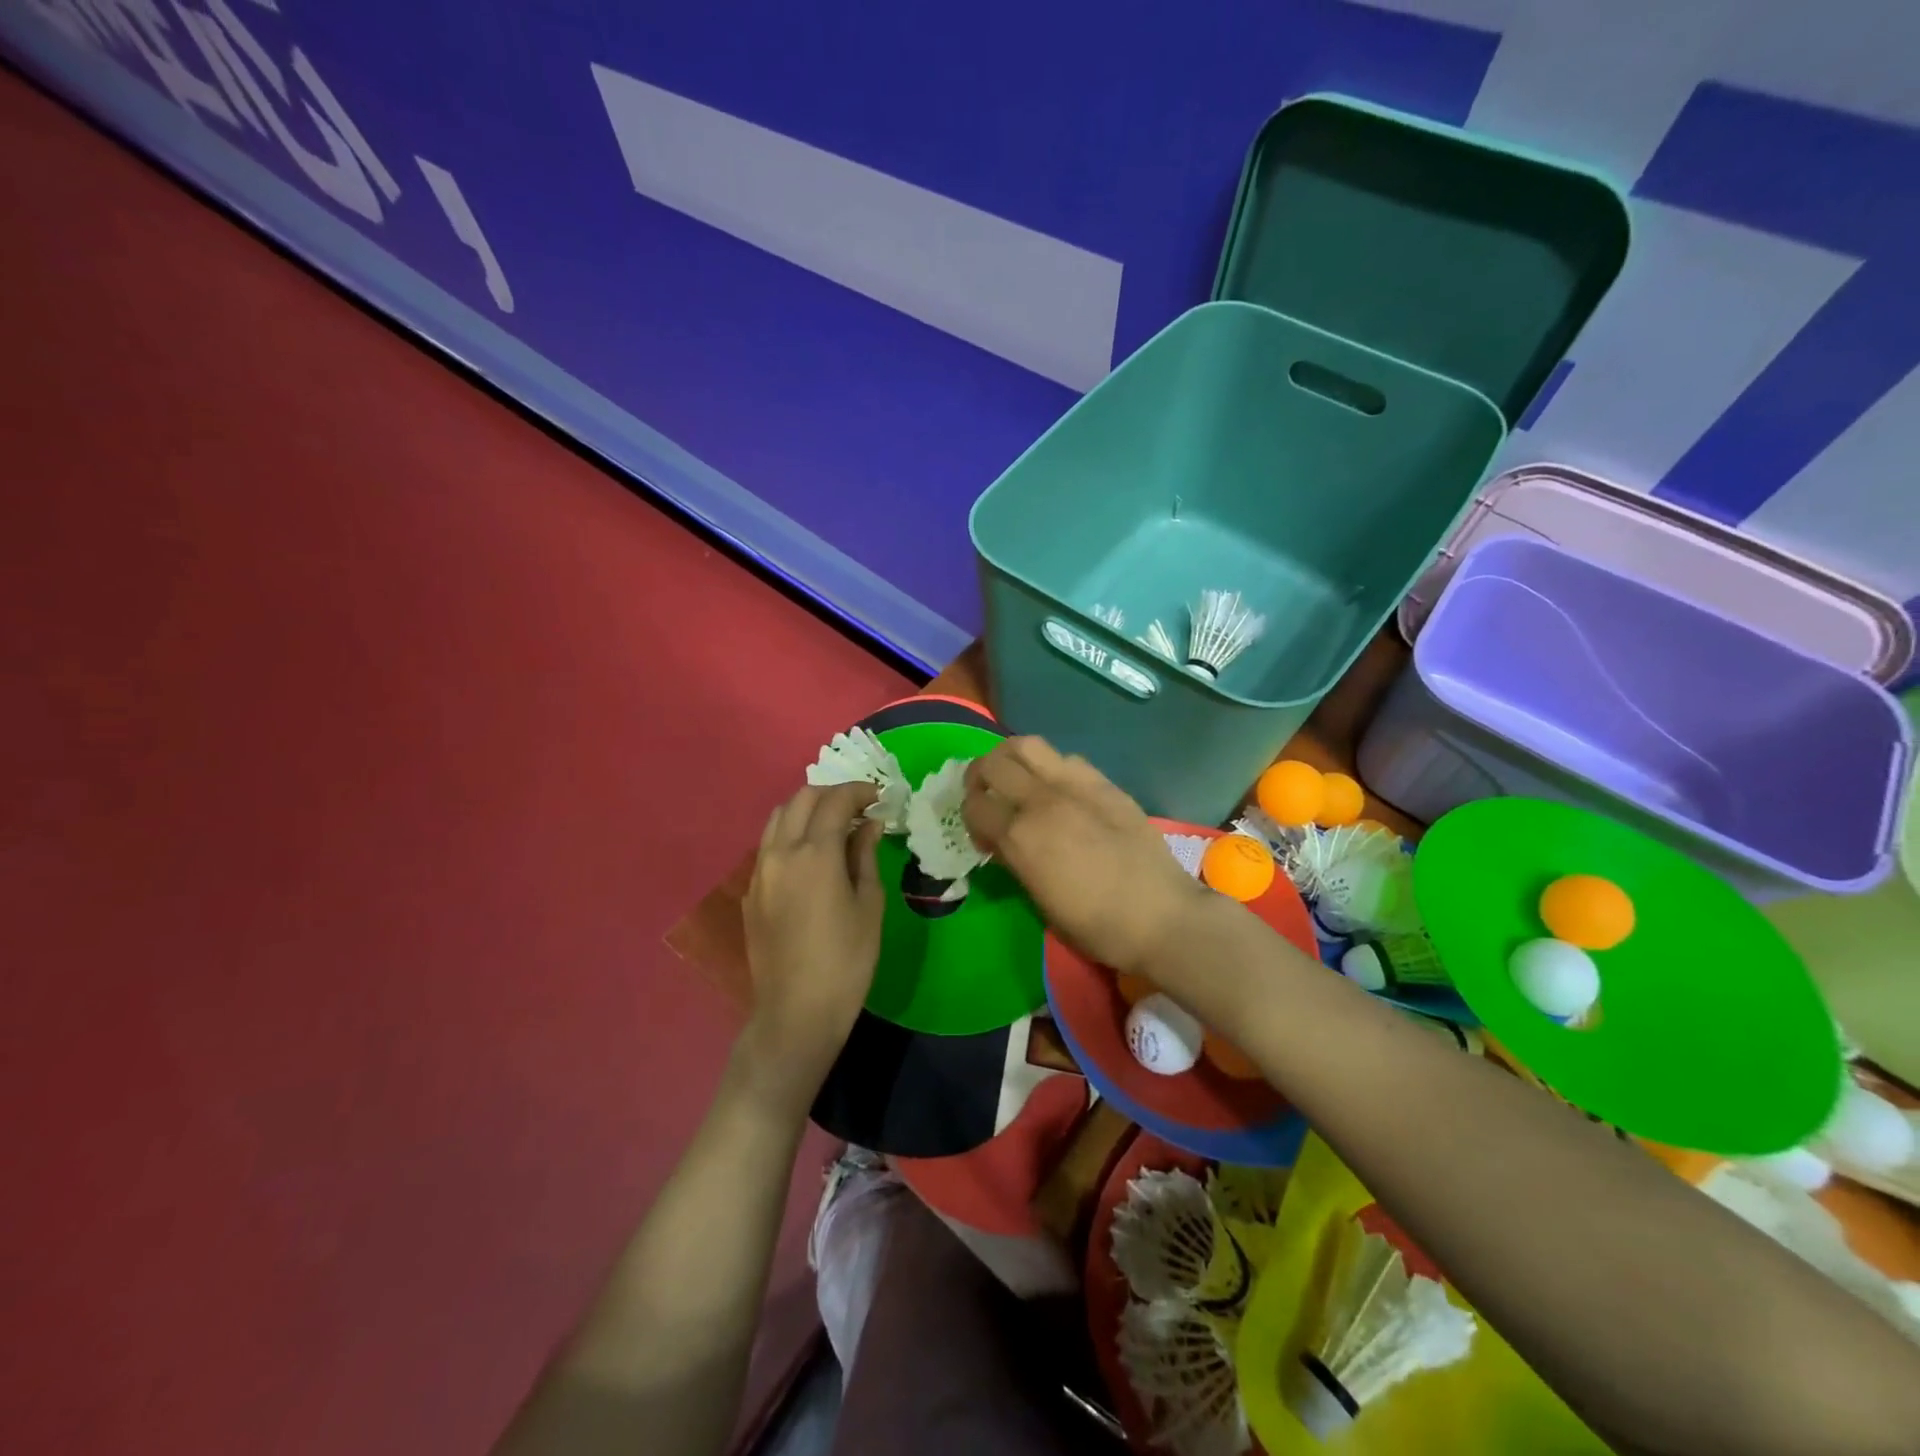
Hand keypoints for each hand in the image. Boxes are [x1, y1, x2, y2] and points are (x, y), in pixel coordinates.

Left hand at [740, 780, 885, 1109]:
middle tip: (858, 807)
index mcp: (814, 853)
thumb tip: (869, 824)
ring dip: (806, 810)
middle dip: (832, 794)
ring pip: (778, 818)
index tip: (879, 796)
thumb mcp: (869, 905)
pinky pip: (768, 846)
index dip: (859, 791)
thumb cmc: (847, 960)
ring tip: (833, 825)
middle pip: (801, 799)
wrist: (796, 1012)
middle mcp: (780, 852)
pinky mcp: (750, 892)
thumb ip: (865, 856)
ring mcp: (759, 872)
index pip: (835, 802)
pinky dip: (791, 835)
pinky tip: (811, 856)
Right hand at [962, 737, 1211, 975]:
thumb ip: (1014, 859)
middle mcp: (1041, 800)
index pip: (974, 806)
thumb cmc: (1096, 925)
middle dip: (979, 777)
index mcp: (1020, 836)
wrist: (1161, 916)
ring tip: (1015, 777)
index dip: (969, 818)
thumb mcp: (1039, 900)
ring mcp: (1075, 785)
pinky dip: (1050, 766)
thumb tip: (1003, 840)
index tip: (983, 835)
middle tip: (986, 794)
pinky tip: (1059, 789)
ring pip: (1027, 745)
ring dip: (1010, 758)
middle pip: (992, 764)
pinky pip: (1066, 758)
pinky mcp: (1104, 783)